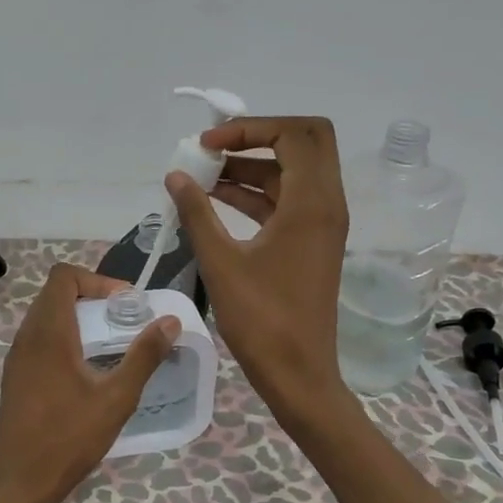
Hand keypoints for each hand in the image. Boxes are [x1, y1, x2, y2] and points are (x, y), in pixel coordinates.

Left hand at [0, 263, 180, 502]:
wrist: (20, 482)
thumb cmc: (70, 438)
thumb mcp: (116, 398)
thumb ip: (144, 356)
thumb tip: (170, 321)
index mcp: (49, 334)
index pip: (63, 277)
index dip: (96, 279)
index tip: (124, 303)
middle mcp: (27, 338)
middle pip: (55, 294)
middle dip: (91, 297)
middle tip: (123, 320)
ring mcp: (16, 358)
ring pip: (45, 317)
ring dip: (77, 318)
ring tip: (109, 343)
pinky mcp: (15, 377)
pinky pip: (38, 339)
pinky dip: (63, 338)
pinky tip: (85, 369)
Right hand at [171, 121, 473, 502]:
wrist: (299, 374)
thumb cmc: (262, 321)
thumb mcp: (221, 263)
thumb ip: (197, 213)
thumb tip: (175, 176)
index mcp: (312, 203)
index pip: (294, 133)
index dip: (249, 127)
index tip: (207, 145)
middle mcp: (327, 204)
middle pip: (304, 142)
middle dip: (258, 137)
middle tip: (215, 149)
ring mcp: (322, 224)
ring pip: (292, 173)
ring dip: (252, 167)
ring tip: (202, 178)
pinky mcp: (312, 244)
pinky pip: (287, 202)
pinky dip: (257, 194)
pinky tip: (216, 202)